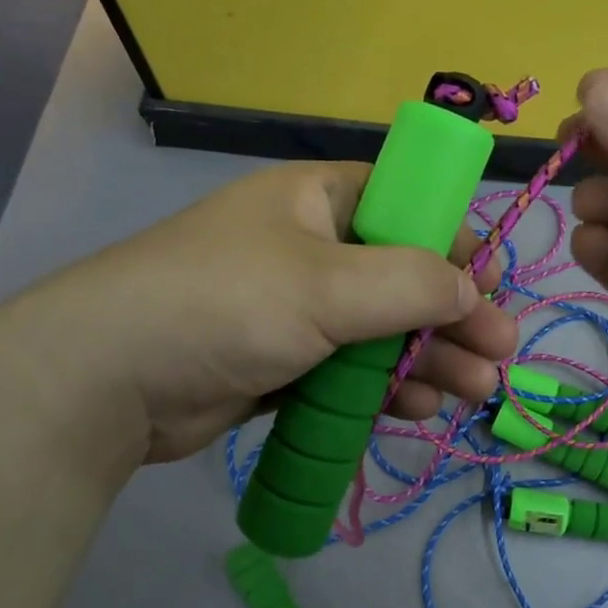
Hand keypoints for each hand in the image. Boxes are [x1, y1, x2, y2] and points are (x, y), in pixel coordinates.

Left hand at [0, 162, 515, 463]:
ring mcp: (295, 308)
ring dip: (430, 357)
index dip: (454, 240)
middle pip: (402, 275)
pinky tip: (420, 407)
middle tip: (501, 353)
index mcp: (318, 200)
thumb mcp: (327, 284)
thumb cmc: (225, 303)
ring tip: (474, 391)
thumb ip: (411, 282)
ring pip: (382, 329)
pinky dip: (386, 386)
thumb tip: (474, 289)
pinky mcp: (283, 361)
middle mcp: (311, 247)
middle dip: (454, 315)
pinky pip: (350, 368)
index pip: (406, 205)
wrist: (107, 381)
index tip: (494, 282)